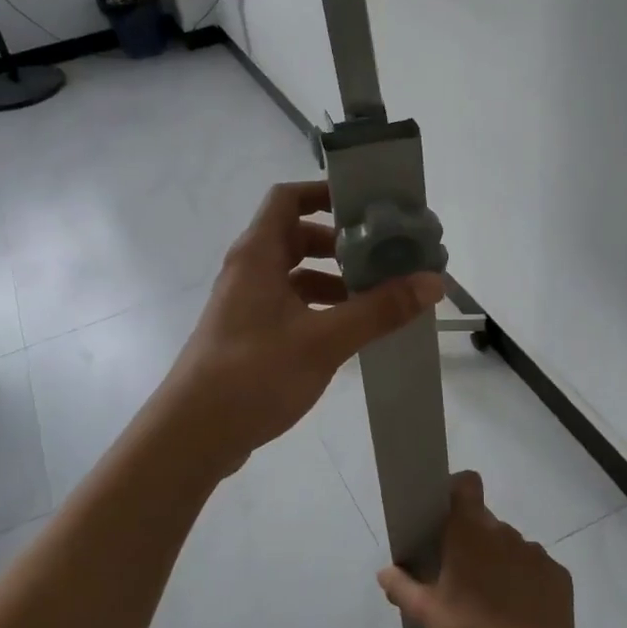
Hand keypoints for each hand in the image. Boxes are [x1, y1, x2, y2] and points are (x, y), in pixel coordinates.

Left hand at [156, 181, 442, 474]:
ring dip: (332, 280)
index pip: (287, 198)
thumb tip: (433, 281)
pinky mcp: (248, 335)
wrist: (193, 435)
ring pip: (294, 276)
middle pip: (296, 237)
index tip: (366, 205)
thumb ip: (379, 310)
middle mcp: (248, 271)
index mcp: (258, 255)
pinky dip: (318, 309)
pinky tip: (348, 333)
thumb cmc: (254, 373)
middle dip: (339, 244)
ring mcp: (245, 305)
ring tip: (375, 298)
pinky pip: (289, 306)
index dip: (324, 193)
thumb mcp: (324, 340)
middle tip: (382, 256)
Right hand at [377, 472, 578, 627]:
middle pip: (484, 522)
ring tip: (492, 603)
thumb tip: (386, 571)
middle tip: (460, 578)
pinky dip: (526, 583)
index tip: (445, 518)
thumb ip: (404, 588)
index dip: (456, 492)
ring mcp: (536, 553)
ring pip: (510, 547)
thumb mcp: (428, 617)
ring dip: (499, 563)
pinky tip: (520, 615)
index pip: (466, 484)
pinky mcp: (559, 576)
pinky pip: (535, 569)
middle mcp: (505, 532)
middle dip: (472, 542)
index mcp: (470, 532)